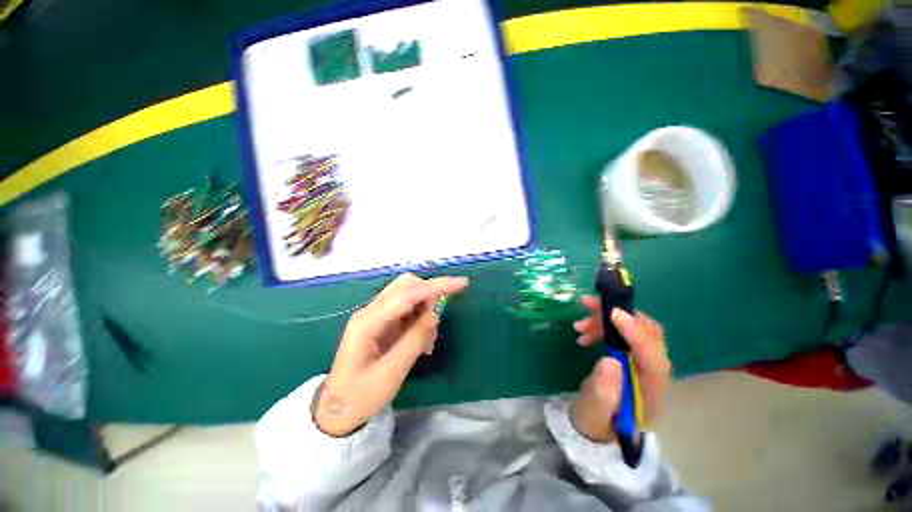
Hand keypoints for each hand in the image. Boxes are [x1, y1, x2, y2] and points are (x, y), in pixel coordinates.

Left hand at [314, 273, 468, 436]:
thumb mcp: (391, 373)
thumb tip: (434, 314)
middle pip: (405, 286)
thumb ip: (414, 340)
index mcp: (367, 322)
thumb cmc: (362, 395)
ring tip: (428, 341)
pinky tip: (422, 341)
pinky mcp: (381, 321)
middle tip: (437, 322)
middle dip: (429, 294)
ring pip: (408, 295)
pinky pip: (406, 309)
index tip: (461, 283)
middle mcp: (370, 311)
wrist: (339, 409)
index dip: (435, 287)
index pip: (406, 295)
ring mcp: (375, 315)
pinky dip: (419, 319)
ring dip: (425, 309)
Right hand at [569, 296, 670, 442]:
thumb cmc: (595, 420)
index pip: (654, 358)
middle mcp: (653, 375)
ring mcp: (644, 364)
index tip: (613, 314)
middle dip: (620, 317)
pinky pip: (624, 333)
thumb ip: (603, 392)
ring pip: (635, 330)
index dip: (637, 333)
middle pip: (649, 335)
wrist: (596, 423)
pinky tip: (585, 334)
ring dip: (606, 321)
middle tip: (588, 306)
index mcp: (650, 393)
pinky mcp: (633, 356)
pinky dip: (604, 327)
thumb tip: (610, 361)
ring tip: (578, 326)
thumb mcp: (593, 411)